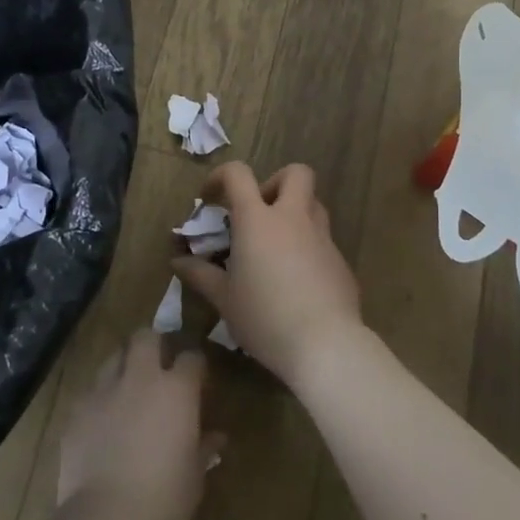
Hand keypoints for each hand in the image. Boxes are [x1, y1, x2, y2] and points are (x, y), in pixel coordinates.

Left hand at [57, 331, 217, 519]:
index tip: (198, 380)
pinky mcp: (77, 410)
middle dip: (154, 344)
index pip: (191, 357)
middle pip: (146, 337)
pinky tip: (103, 422)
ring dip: (124, 366)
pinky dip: (101, 398)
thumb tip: (216, 436)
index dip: (195, 366)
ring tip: (129, 390)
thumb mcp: (195, 476)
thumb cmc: (164, 500)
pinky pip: (91, 391)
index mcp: (176, 390)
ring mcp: (104, 390)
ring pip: (114, 358)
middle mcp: (139, 378)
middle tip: (159, 366)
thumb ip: (204, 447)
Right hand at [172, 162, 363, 387]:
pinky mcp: (341, 262)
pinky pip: (323, 240)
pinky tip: (297, 281)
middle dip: (275, 182)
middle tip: (259, 212)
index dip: (220, 176)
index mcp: (258, 219)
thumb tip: (178, 261)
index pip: (238, 174)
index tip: (209, 198)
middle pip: (296, 173)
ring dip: (295, 213)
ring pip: (314, 204)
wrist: (325, 345)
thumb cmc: (265, 317)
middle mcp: (293, 218)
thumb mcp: (224, 299)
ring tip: (276, 246)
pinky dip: (308, 247)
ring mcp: (322, 238)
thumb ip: (200, 274)